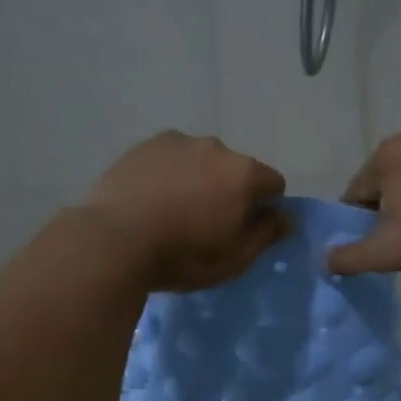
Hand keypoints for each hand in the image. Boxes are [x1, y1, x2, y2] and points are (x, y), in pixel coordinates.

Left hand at [83, 132, 288, 290]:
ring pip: (201, 160)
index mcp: (244, 173)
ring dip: (198, 179)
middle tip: (205, 223)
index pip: (274, 184)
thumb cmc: (183, 255)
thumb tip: (286, 216)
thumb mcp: (235, 258)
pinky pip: (170, 158)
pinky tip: (151, 198)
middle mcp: (216, 147)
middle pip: (236, 169)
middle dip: (229, 190)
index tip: (244, 229)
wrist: (113, 241)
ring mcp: (177, 142)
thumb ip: (267, 234)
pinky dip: (169, 173)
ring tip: (173, 210)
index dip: (265, 207)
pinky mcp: (144, 145)